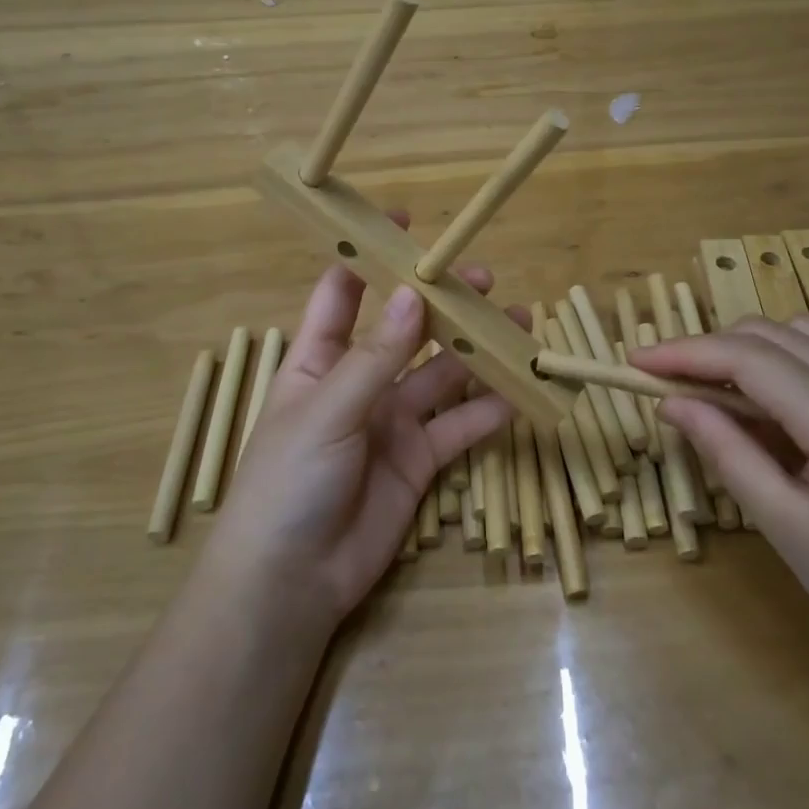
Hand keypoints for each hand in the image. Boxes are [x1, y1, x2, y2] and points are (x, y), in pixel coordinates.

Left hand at [203, 242, 513, 631]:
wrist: (291, 582)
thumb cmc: (288, 482)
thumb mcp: (327, 411)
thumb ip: (375, 357)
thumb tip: (413, 295)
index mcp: (319, 361)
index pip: (343, 294)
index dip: (370, 257)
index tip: (407, 225)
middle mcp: (359, 384)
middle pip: (406, 330)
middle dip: (441, 303)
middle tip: (484, 279)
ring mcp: (391, 423)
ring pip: (441, 375)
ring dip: (476, 351)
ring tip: (517, 323)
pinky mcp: (419, 461)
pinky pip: (459, 427)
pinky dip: (488, 410)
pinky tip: (520, 390)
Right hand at [637, 317, 808, 670]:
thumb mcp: (786, 527)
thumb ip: (727, 453)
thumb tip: (672, 403)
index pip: (745, 358)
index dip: (683, 352)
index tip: (634, 361)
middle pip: (769, 334)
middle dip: (708, 348)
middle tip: (664, 382)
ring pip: (798, 334)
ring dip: (744, 348)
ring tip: (709, 389)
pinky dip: (780, 360)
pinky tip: (763, 401)